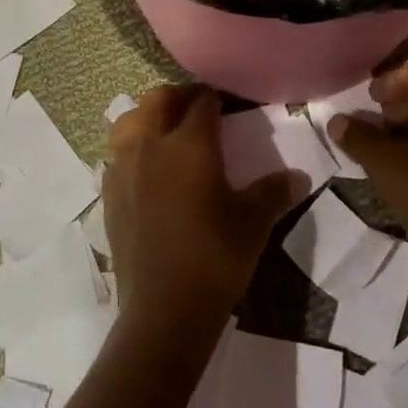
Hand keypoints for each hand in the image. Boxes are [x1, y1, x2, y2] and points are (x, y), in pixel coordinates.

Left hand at [104, 86, 300, 328]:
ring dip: (148, 117)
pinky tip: (147, 169)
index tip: (228, 104)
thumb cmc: (215, 257)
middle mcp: (151, 145)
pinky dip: (132, 148)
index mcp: (189, 144)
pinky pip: (117, 153)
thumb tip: (298, 176)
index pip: (202, 103)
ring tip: (166, 132)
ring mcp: (123, 168)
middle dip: (178, 97)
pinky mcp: (109, 193)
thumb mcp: (254, 222)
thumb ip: (274, 192)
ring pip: (129, 121)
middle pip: (158, 100)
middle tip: (198, 110)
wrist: (164, 309)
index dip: (216, 98)